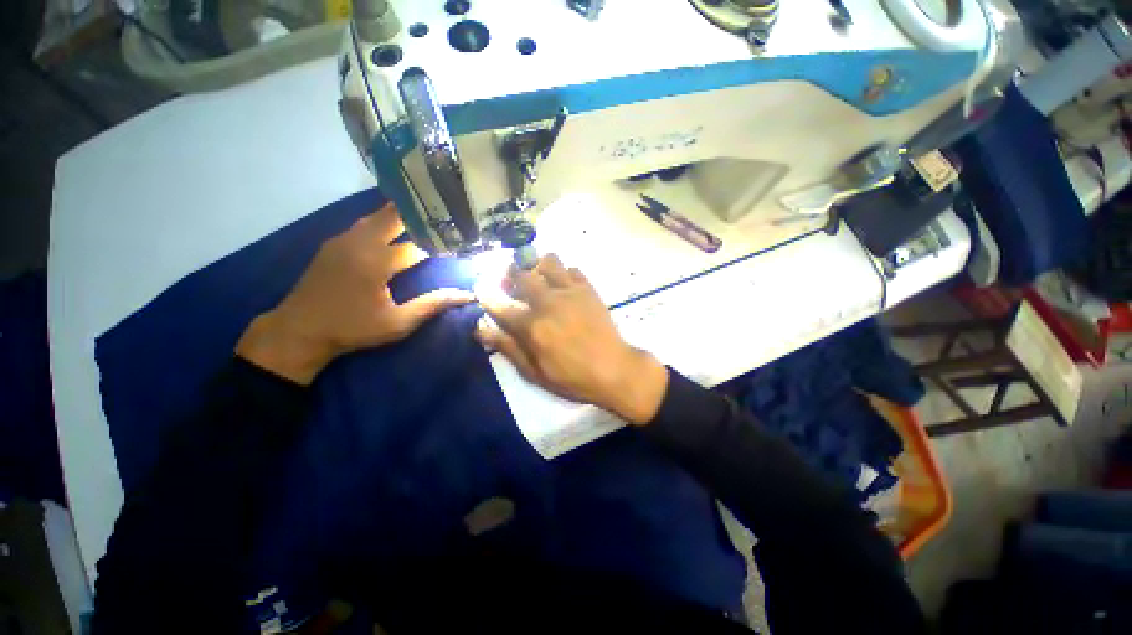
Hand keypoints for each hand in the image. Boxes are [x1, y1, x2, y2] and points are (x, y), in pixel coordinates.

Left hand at [237, 204, 473, 384]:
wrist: (298, 330)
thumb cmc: (352, 329)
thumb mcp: (398, 323)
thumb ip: (432, 305)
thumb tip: (467, 295)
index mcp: (377, 262)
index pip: (417, 245)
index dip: (439, 242)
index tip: (457, 239)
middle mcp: (360, 243)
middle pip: (394, 217)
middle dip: (418, 215)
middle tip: (442, 213)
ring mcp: (343, 240)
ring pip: (376, 216)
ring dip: (400, 215)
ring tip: (424, 214)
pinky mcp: (334, 244)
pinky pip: (363, 224)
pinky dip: (382, 221)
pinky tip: (393, 227)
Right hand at [476, 255, 668, 424]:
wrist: (613, 369)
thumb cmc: (571, 377)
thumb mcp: (534, 372)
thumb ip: (507, 348)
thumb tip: (480, 330)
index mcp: (531, 325)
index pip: (499, 303)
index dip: (485, 294)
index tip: (481, 289)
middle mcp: (548, 301)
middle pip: (521, 274)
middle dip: (509, 274)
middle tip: (511, 283)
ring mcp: (570, 291)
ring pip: (548, 261)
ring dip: (538, 266)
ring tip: (538, 279)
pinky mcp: (588, 289)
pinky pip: (572, 269)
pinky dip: (563, 273)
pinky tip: (563, 286)